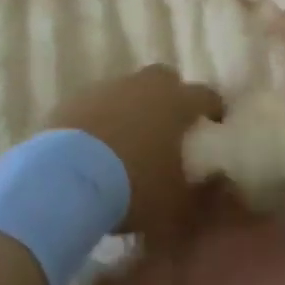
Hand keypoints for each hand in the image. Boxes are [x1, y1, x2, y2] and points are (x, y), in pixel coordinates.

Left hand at [45, 67, 225, 239]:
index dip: (214, 110)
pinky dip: (103, 119)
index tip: (215, 127)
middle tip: (169, 129)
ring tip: (129, 142)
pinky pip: (98, 104)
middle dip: (171, 99)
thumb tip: (218, 183)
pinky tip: (97, 147)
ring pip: (129, 90)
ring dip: (133, 108)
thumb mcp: (177, 205)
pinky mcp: (76, 98)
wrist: (66, 178)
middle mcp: (145, 85)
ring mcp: (108, 87)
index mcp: (177, 102)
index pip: (207, 95)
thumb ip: (202, 193)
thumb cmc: (134, 187)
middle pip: (166, 80)